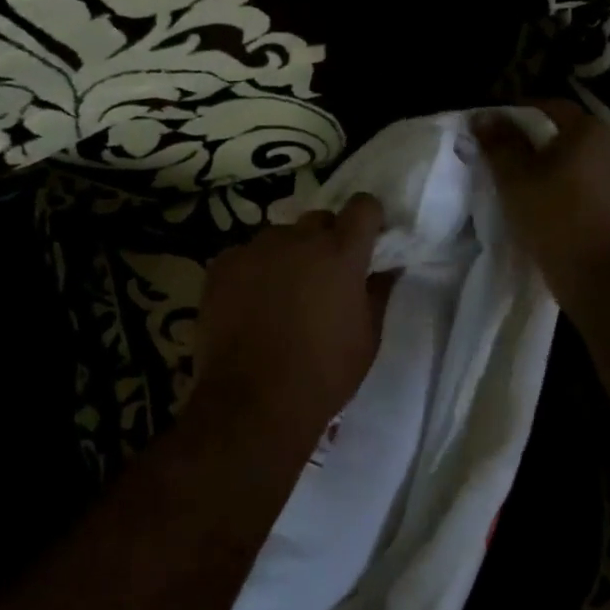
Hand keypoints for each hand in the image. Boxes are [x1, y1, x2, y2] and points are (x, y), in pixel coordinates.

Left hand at [191, 195, 389, 443]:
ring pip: (280, 238)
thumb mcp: (368, 337)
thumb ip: (378, 292)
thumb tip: (387, 267)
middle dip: (326, 241)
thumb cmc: (324, 374)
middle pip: (319, 220)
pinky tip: (249, 305)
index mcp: (341, 253)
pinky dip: (253, 272)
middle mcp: (299, 239)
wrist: (254, 403)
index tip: (367, 241)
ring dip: (287, 256)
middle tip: (323, 277)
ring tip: (280, 295)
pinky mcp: (222, 265)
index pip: (363, 206)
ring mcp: (256, 249)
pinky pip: (246, 256)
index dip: (368, 219)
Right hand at [474, 100, 609, 308]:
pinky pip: (578, 180)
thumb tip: (483, 116)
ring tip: (513, 179)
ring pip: (569, 158)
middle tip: (497, 154)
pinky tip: (537, 199)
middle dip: (528, 139)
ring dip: (542, 164)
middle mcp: (607, 144)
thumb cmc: (554, 216)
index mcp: (587, 129)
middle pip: (560, 131)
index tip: (489, 129)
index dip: (515, 113)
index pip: (547, 106)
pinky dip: (557, 183)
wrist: (598, 272)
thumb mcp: (515, 177)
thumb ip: (499, 143)